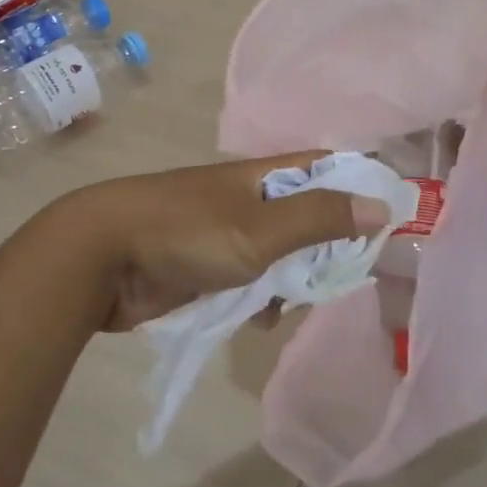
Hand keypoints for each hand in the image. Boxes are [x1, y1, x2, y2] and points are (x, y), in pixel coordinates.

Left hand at [64, 155, 393, 331]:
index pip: (323, 167)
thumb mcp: (261, 228)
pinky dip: (259, 298)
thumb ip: (320, 217)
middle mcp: (246, 199)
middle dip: (326, 248)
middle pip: (305, 216)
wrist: (101, 257)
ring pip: (278, 255)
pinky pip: (248, 280)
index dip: (356, 186)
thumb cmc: (186, 233)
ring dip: (291, 281)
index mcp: (262, 176)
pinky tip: (258, 320)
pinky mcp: (203, 266)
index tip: (385, 220)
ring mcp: (223, 233)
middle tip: (341, 278)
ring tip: (290, 306)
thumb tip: (382, 204)